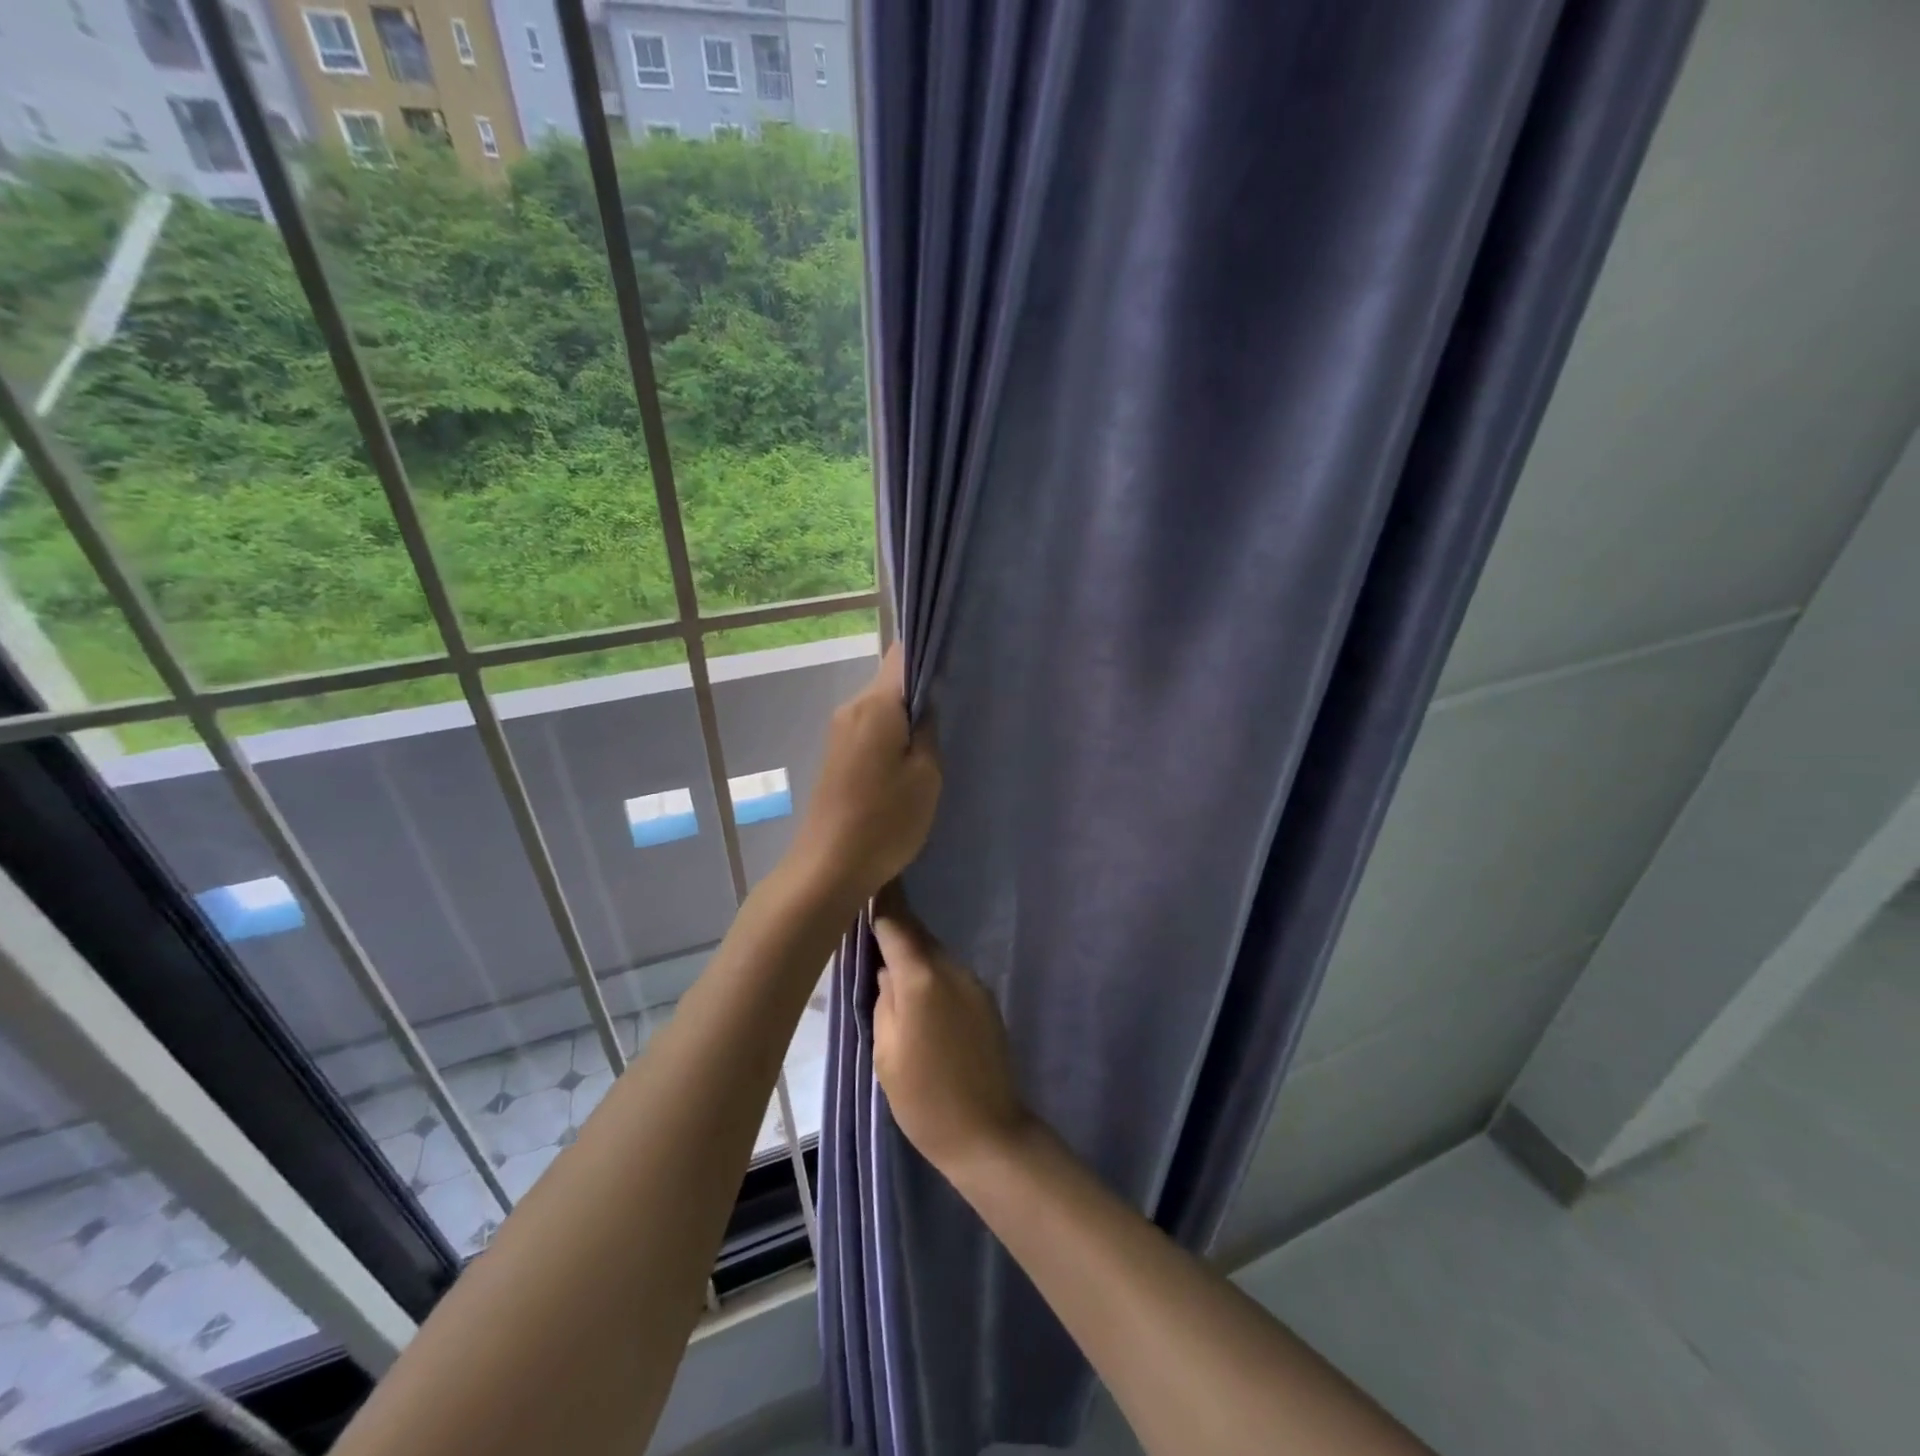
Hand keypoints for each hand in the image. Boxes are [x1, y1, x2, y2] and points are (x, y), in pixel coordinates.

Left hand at [788, 645, 940, 906]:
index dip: (931, 652)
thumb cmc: (885, 821)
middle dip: (923, 689)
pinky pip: (871, 729)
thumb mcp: (926, 775)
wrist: (828, 868)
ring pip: (882, 707)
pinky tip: (912, 759)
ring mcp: (840, 732)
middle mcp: (851, 708)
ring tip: (940, 737)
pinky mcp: (837, 755)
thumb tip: (929, 700)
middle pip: (891, 681)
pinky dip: (892, 735)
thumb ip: (929, 729)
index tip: (960, 664)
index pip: (902, 654)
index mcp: (874, 704)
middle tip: (960, 708)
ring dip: (908, 717)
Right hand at [872, 889, 1029, 1174]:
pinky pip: (950, 975)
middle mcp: (951, 969)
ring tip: (889, 972)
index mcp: (921, 979)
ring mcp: (973, 983)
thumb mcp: (886, 1052)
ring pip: (934, 956)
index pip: (897, 924)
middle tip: (869, 927)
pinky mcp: (986, 1000)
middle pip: (918, 937)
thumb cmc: (924, 1100)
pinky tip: (920, 999)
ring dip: (913, 956)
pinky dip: (931, 976)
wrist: (989, 1134)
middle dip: (895, 930)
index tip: (872, 875)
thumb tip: (886, 969)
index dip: (883, 899)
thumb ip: (883, 999)